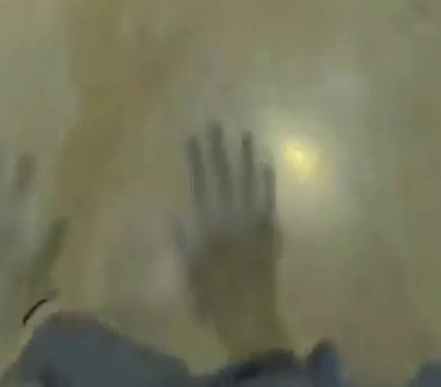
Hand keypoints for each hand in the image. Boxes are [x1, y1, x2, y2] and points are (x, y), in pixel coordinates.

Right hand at [175, 125, 287, 357]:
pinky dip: (267, 180)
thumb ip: (182, 242)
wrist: (248, 318)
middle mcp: (229, 214)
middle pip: (222, 174)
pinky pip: (268, 198)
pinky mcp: (268, 228)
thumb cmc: (214, 297)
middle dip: (217, 147)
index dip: (196, 158)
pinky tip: (267, 162)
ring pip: (247, 179)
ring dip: (245, 155)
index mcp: (208, 224)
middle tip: (215, 123)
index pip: (200, 182)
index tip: (193, 135)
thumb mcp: (190, 272)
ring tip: (245, 133)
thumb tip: (172, 214)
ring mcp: (251, 218)